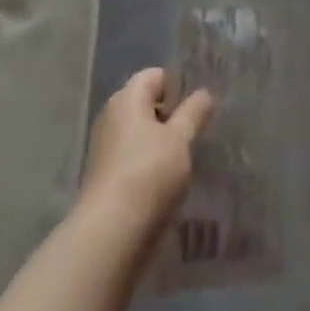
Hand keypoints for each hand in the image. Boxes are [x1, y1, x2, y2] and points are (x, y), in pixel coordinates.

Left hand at [81, 68, 214, 229]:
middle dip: (171, 115)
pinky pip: (132, 158)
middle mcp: (111, 116)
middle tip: (197, 131)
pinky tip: (166, 182)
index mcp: (127, 98)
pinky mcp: (105, 176)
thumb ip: (194, 113)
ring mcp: (105, 147)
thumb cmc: (148, 174)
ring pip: (139, 133)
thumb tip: (204, 92)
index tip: (199, 106)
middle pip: (146, 104)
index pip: (155, 76)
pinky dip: (148, 163)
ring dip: (161, 142)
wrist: (110, 234)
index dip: (178, 86)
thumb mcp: (180, 140)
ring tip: (185, 159)